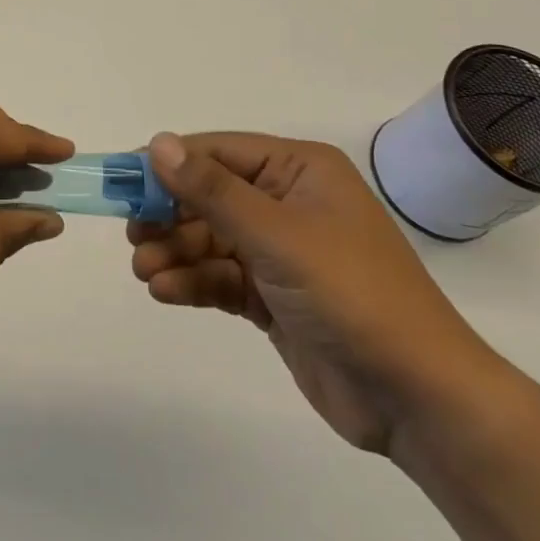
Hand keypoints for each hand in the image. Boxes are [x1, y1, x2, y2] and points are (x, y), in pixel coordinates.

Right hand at [128, 132, 504, 454]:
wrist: (418, 398)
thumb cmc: (351, 294)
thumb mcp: (277, 235)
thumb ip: (212, 190)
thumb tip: (159, 142)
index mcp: (299, 171)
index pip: (219, 152)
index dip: (169, 164)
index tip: (122, 180)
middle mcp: (288, 202)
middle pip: (210, 196)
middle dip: (169, 216)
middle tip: (132, 236)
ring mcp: (282, 252)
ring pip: (211, 238)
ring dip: (175, 252)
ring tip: (143, 271)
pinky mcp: (275, 296)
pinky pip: (222, 276)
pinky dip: (193, 282)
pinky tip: (164, 291)